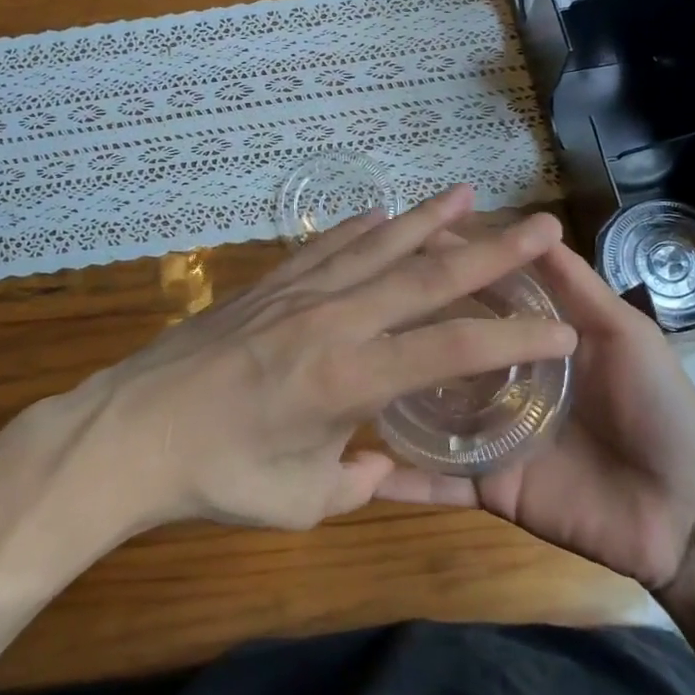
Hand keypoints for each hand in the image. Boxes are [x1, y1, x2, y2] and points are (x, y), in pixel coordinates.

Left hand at [78, 186, 577, 532]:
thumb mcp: (299, 501)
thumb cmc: (216, 477)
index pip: (451, 351)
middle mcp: (334, 320)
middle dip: (491, 251)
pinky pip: (325, 246)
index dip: (513, 339)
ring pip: (377, 246)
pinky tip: (381, 215)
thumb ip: (356, 483)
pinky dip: (359, 228)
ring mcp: (298, 293)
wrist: (131, 431)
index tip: (564, 330)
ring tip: (468, 193)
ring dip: (427, 220)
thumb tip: (384, 469)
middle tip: (540, 223)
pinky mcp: (268, 285)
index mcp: (350, 380)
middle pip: (425, 277)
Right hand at [376, 238, 694, 591]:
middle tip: (348, 304)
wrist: (684, 512)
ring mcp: (488, 433)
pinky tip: (358, 468)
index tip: (398, 245)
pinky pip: (438, 482)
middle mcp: (498, 380)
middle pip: (442, 348)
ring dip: (387, 395)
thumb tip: (534, 226)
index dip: (444, 269)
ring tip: (337, 371)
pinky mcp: (488, 485)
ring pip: (427, 411)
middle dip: (402, 327)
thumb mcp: (623, 333)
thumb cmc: (658, 409)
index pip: (476, 296)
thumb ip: (575, 286)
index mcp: (528, 341)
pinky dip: (401, 481)